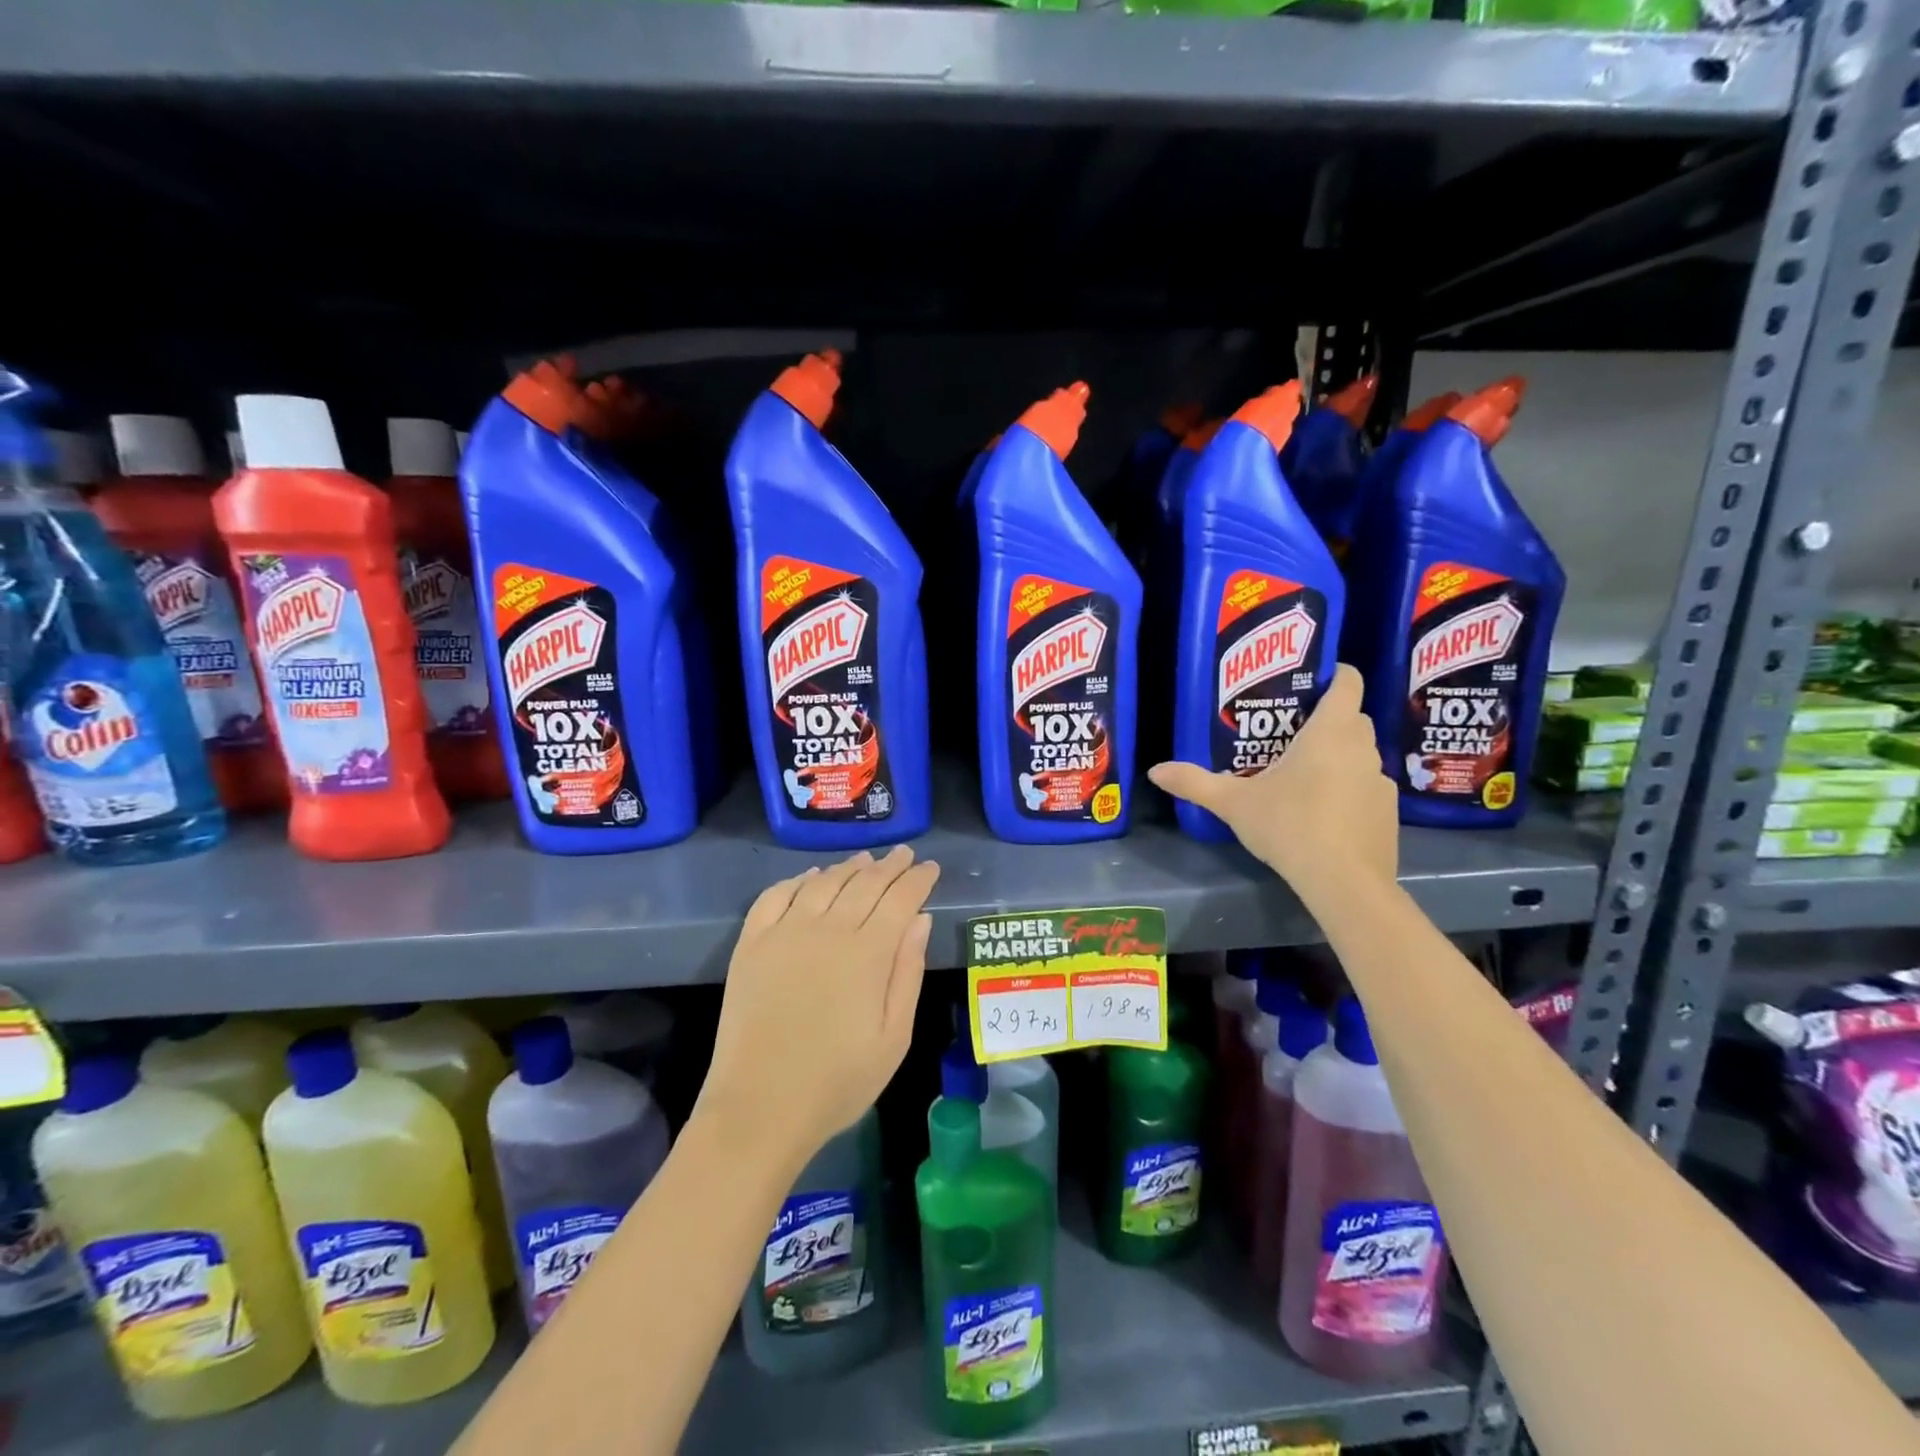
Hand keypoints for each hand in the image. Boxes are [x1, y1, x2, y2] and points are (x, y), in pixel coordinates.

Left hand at [699, 846, 939, 1165]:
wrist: (759, 1108)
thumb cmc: (838, 1081)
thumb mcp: (894, 1038)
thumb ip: (908, 973)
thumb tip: (920, 920)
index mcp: (867, 953)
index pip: (900, 899)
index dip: (918, 879)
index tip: (931, 867)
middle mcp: (827, 929)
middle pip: (864, 883)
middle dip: (889, 866)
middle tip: (904, 854)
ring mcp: (784, 933)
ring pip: (823, 882)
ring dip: (848, 867)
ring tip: (865, 860)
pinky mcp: (752, 944)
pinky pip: (776, 895)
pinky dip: (798, 880)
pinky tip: (811, 878)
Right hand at [1148, 664, 1396, 907]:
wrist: (1344, 882)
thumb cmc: (1289, 825)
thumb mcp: (1233, 803)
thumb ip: (1194, 782)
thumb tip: (1155, 770)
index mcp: (1330, 732)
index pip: (1348, 682)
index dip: (1334, 674)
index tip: (1310, 680)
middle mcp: (1362, 748)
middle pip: (1352, 717)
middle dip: (1328, 718)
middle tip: (1290, 731)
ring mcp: (1380, 781)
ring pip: (1361, 753)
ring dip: (1339, 755)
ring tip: (1304, 774)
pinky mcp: (1388, 812)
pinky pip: (1367, 786)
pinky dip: (1350, 789)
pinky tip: (1324, 813)